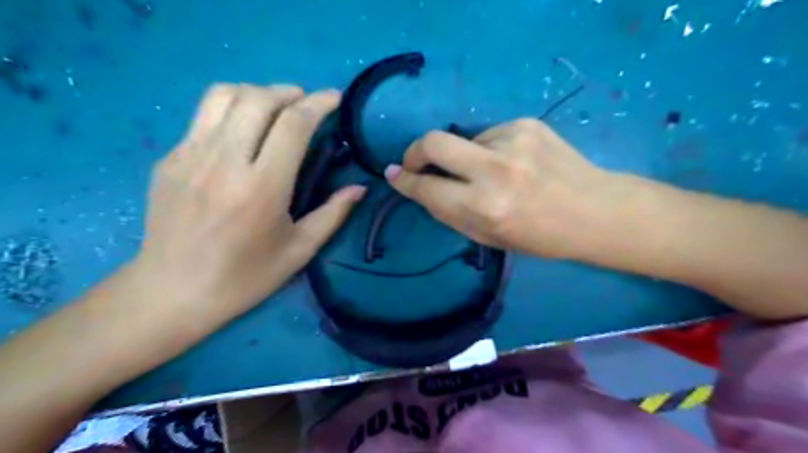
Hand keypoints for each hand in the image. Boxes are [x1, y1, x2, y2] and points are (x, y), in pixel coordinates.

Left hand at [131, 85, 362, 329]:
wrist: (173, 291)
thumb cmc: (246, 277)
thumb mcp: (300, 250)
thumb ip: (333, 214)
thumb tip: (360, 188)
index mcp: (263, 187)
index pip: (294, 124)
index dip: (319, 103)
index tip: (335, 99)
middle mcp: (225, 161)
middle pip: (259, 98)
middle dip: (290, 92)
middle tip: (306, 104)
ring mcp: (190, 155)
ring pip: (224, 94)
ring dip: (257, 92)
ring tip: (275, 108)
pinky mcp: (170, 158)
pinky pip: (203, 115)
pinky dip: (231, 109)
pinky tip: (243, 131)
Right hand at [385, 117, 618, 257]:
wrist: (595, 211)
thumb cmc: (539, 236)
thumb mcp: (488, 238)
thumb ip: (449, 212)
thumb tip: (420, 187)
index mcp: (484, 207)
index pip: (426, 188)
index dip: (404, 181)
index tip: (393, 174)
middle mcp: (494, 170)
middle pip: (433, 143)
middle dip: (415, 151)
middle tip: (416, 161)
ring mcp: (512, 141)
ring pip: (464, 140)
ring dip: (465, 157)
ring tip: (492, 173)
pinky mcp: (526, 124)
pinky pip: (489, 134)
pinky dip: (489, 149)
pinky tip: (513, 162)